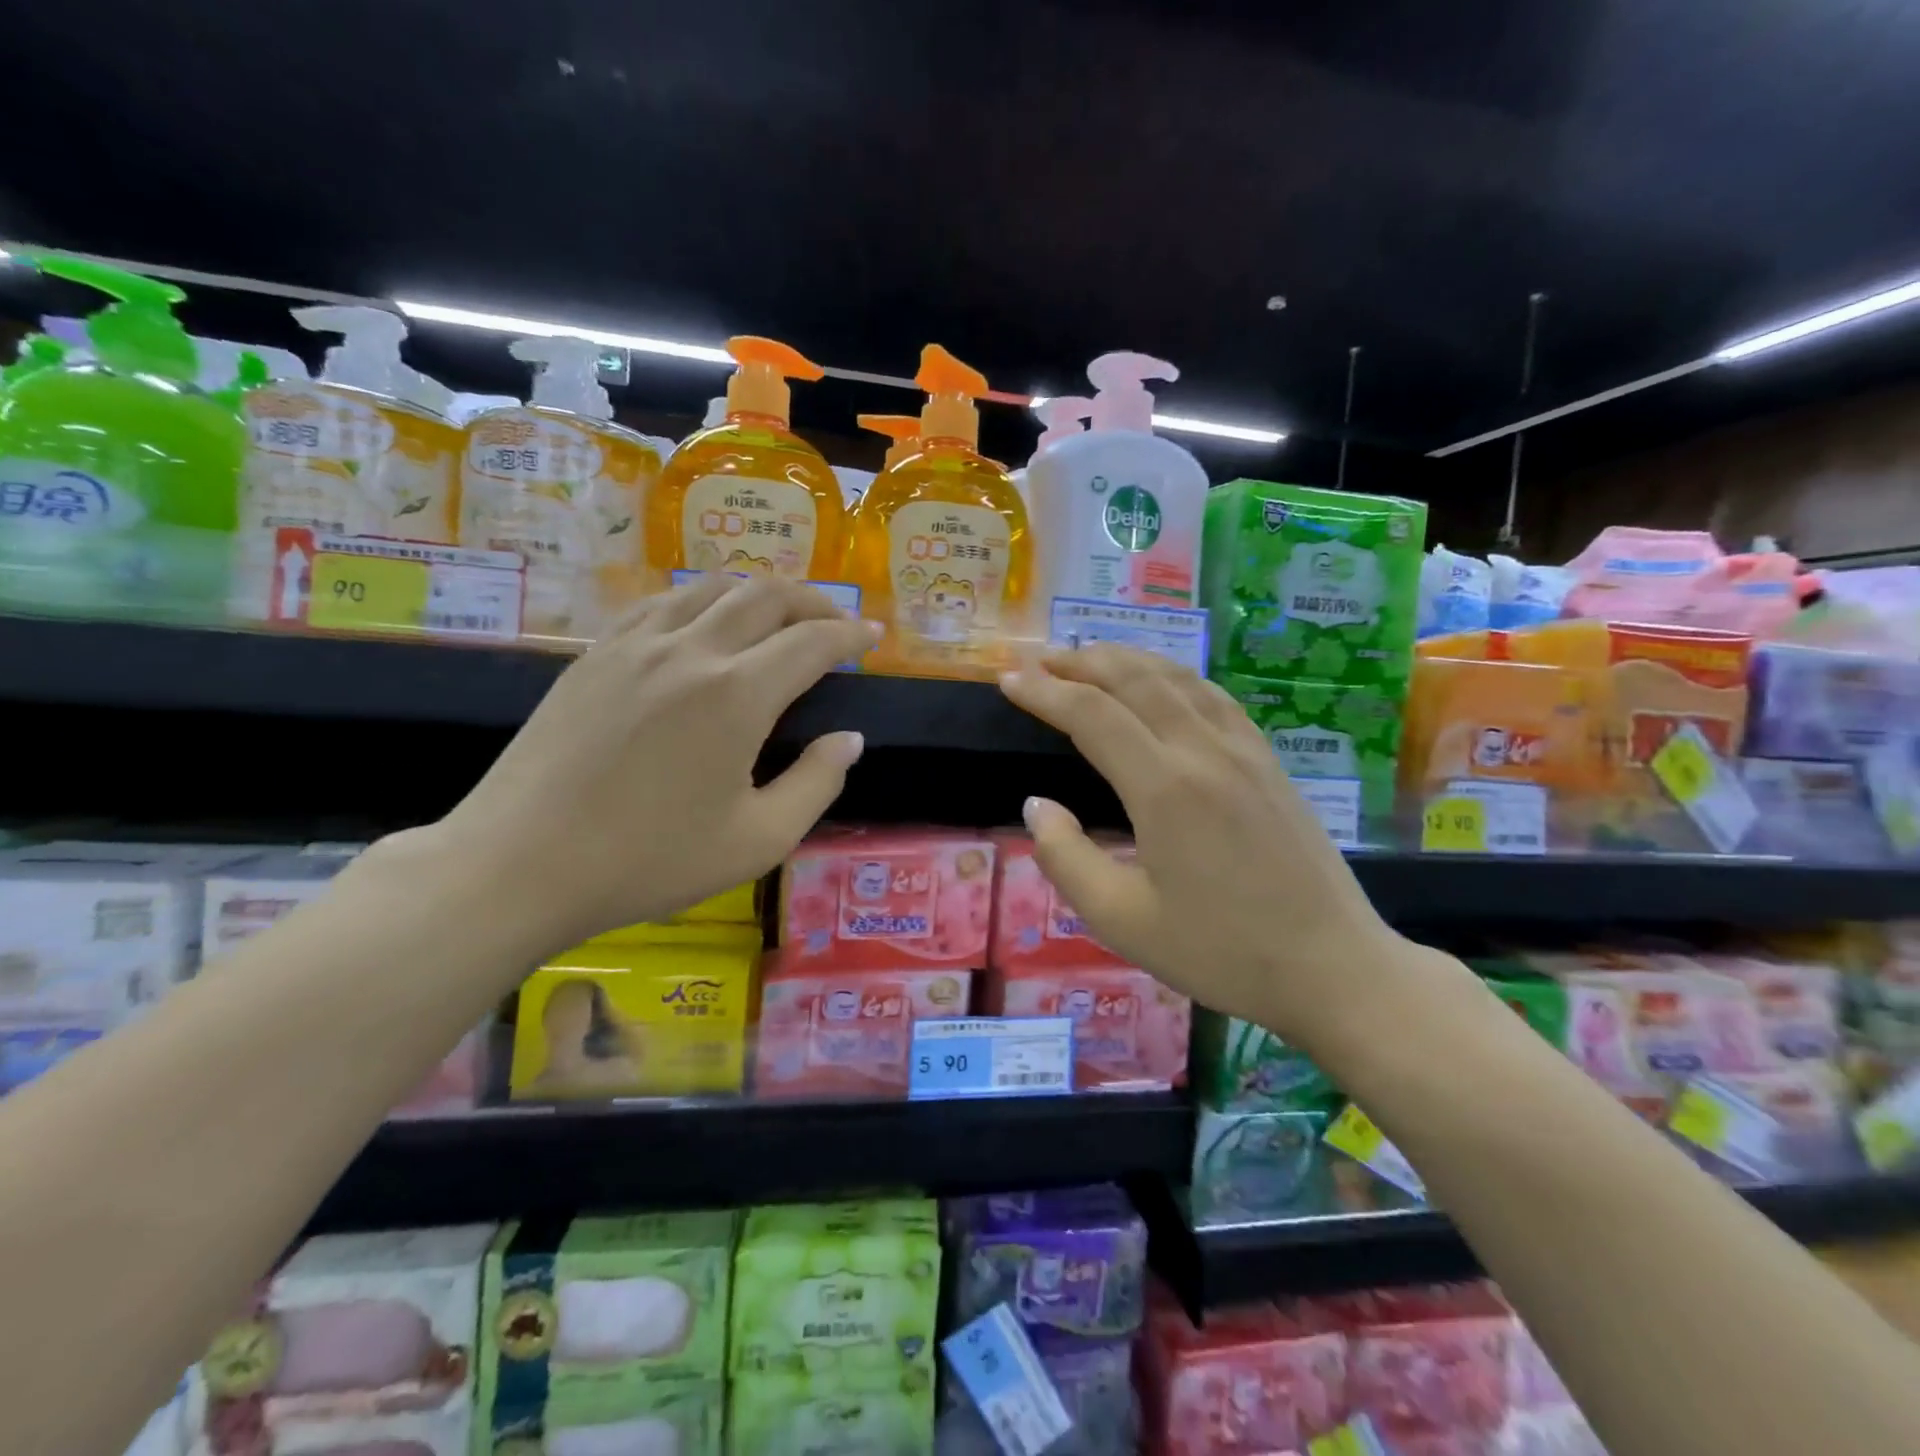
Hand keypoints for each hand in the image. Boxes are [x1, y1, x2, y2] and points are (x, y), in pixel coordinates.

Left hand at [427, 575, 876, 953]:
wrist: (521, 863)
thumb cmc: (649, 861)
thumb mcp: (757, 840)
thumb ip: (816, 783)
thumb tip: (849, 739)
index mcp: (737, 695)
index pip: (812, 642)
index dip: (851, 635)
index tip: (873, 637)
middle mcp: (692, 650)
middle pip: (767, 595)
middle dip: (814, 601)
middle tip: (836, 623)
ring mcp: (636, 644)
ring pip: (713, 587)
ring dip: (760, 592)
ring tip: (780, 616)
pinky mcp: (597, 653)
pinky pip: (662, 602)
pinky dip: (703, 600)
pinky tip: (706, 623)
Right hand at [1000, 645, 1419, 1046]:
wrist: (1333, 967)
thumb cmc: (1221, 952)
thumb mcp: (1122, 920)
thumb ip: (1066, 859)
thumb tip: (1036, 806)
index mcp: (1164, 788)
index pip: (1091, 715)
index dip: (1043, 692)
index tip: (1007, 680)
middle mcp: (1204, 751)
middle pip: (1135, 679)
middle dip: (1080, 661)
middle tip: (1039, 661)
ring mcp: (1244, 750)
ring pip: (1177, 678)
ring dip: (1126, 659)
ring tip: (1088, 657)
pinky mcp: (1269, 760)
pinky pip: (1213, 696)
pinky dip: (1173, 675)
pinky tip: (1162, 683)